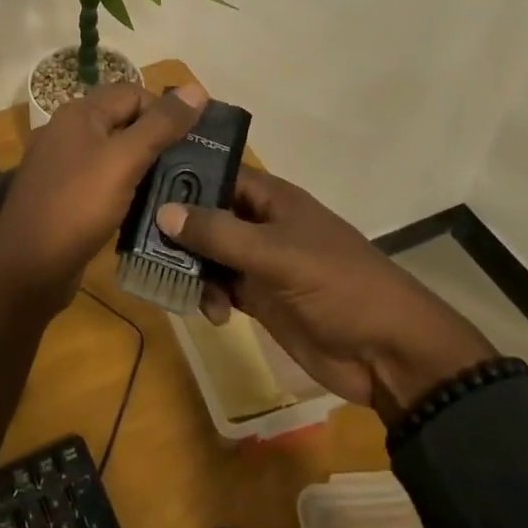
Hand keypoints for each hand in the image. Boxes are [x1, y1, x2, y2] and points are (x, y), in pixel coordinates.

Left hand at [0, 80, 209, 305]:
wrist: (26, 267)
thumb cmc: (77, 206)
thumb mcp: (124, 160)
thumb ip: (160, 125)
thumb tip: (196, 88)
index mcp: (80, 113)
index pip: (133, 93)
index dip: (165, 110)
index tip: (196, 140)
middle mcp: (68, 132)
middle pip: (124, 121)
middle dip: (159, 139)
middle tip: (194, 165)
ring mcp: (63, 165)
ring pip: (115, 154)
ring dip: (145, 167)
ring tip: (180, 188)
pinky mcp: (65, 197)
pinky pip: (104, 182)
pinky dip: (127, 189)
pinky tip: (148, 208)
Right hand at [155, 168, 495, 421]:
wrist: (390, 354)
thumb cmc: (339, 286)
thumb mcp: (278, 255)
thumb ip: (219, 233)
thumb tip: (162, 211)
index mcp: (271, 198)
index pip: (217, 173)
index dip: (182, 174)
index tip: (139, 182)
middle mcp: (260, 223)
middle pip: (206, 213)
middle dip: (176, 226)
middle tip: (138, 238)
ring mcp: (259, 261)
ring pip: (208, 251)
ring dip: (189, 265)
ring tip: (175, 283)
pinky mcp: (259, 297)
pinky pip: (219, 285)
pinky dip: (206, 294)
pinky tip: (208, 312)